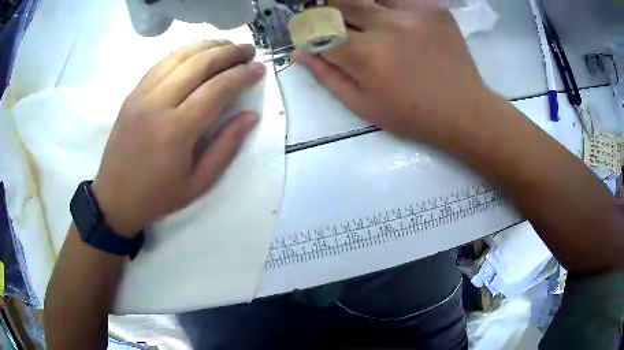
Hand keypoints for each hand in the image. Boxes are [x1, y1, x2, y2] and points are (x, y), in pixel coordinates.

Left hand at [91, 41, 265, 236]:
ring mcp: (141, 95)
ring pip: (179, 56)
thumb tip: (251, 115)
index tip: (259, 69)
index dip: (242, 75)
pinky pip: (161, 63)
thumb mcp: (198, 183)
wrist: (115, 198)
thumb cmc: (158, 196)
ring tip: (227, 46)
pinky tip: (197, 53)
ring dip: (207, 46)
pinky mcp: (132, 94)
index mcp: (177, 131)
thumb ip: (226, 147)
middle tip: (248, 51)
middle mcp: (158, 104)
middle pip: (199, 64)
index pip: (217, 89)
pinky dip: (183, 53)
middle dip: (229, 52)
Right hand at [293, 0, 491, 146]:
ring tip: (369, 24)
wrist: (463, 110)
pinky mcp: (433, 8)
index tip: (313, 35)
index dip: (309, 30)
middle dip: (330, 11)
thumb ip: (328, 76)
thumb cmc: (412, 115)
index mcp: (364, 54)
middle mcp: (385, 25)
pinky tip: (397, 21)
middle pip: (341, 3)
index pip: (319, 29)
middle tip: (340, 25)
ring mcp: (412, 12)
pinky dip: (390, 5)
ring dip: (360, 6)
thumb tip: (299, 52)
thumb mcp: (364, 106)